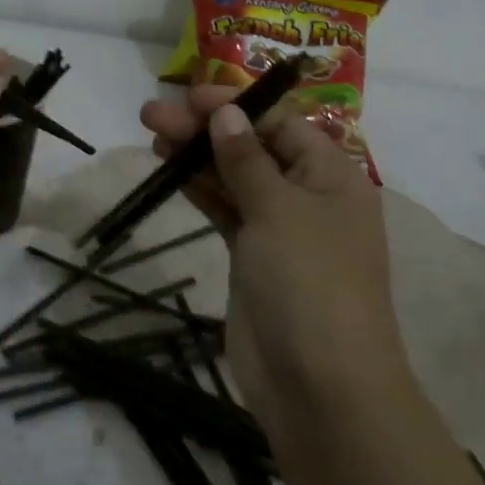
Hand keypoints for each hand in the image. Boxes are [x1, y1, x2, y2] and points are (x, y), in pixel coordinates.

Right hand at [139, 88, 402, 427]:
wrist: (319, 387)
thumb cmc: (309, 283)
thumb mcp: (279, 210)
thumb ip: (246, 159)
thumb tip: (228, 113)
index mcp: (332, 176)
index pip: (280, 123)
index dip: (236, 106)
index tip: (188, 97)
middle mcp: (308, 195)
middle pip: (252, 147)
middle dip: (205, 129)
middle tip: (152, 116)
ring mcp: (280, 229)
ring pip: (234, 178)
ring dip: (197, 157)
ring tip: (152, 137)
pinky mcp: (253, 258)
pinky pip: (226, 211)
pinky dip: (200, 190)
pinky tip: (170, 173)